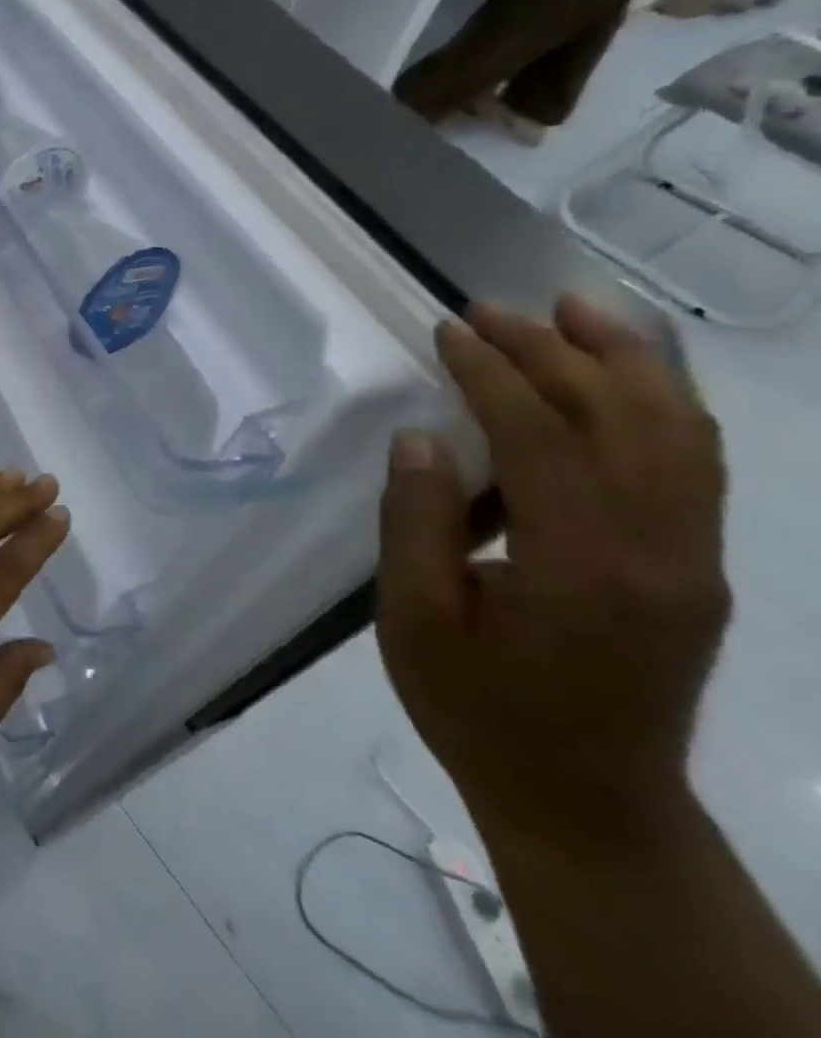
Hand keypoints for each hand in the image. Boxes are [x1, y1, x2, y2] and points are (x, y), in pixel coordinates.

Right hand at [377, 298, 728, 848]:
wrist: (585, 799)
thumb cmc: (477, 709)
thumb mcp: (412, 620)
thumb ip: (416, 523)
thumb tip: (423, 438)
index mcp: (579, 569)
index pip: (542, 438)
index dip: (493, 374)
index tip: (449, 331)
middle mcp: (660, 553)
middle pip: (621, 420)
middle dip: (555, 350)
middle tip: (491, 309)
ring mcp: (692, 560)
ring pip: (680, 432)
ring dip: (627, 360)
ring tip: (576, 309)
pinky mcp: (696, 567)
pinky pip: (690, 463)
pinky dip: (660, 402)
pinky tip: (622, 376)